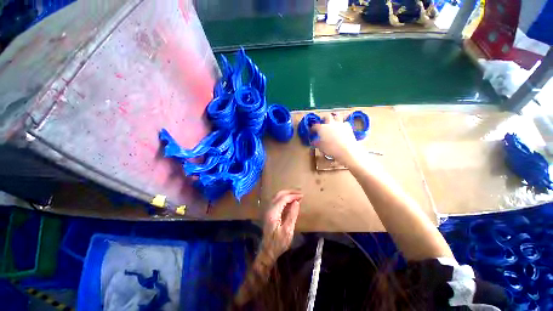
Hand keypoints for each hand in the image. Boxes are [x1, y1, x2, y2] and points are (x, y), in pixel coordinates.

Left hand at [260, 190, 301, 263]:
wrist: (267, 251)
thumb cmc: (278, 243)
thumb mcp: (288, 231)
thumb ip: (292, 215)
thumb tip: (296, 202)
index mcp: (273, 212)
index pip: (283, 198)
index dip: (293, 195)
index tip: (302, 196)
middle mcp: (269, 209)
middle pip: (279, 194)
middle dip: (290, 192)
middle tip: (300, 193)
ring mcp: (268, 210)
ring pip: (277, 196)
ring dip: (287, 194)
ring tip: (296, 195)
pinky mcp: (269, 213)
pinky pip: (277, 201)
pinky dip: (284, 198)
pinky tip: (290, 201)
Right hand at [311, 112, 363, 166]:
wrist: (346, 149)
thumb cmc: (331, 149)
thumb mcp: (321, 147)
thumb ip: (317, 143)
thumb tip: (314, 142)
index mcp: (322, 128)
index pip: (315, 126)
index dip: (313, 128)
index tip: (313, 131)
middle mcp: (330, 124)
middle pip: (327, 116)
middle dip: (324, 118)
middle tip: (323, 122)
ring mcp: (340, 124)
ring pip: (337, 116)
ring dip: (334, 118)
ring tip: (333, 123)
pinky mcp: (348, 127)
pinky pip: (344, 123)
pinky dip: (342, 124)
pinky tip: (341, 128)